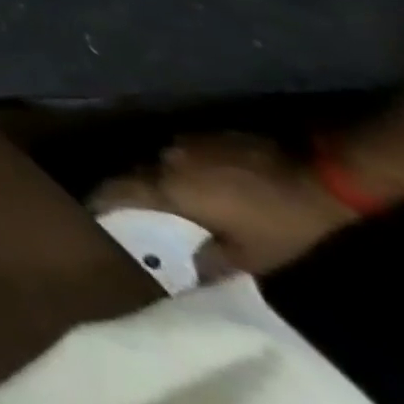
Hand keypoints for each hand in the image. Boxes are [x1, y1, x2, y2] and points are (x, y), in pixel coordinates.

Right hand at [92, 134, 355, 277]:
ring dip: (161, 180)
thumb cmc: (279, 222)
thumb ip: (211, 261)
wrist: (315, 176)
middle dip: (134, 191)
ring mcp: (183, 142)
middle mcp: (164, 158)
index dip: (100, 199)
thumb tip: (188, 268)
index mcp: (167, 187)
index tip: (87, 209)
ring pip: (160, 163)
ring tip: (169, 198)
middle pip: (137, 174)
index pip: (118, 190)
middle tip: (134, 210)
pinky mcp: (202, 135)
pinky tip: (200, 184)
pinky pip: (180, 154)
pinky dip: (182, 170)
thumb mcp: (252, 256)